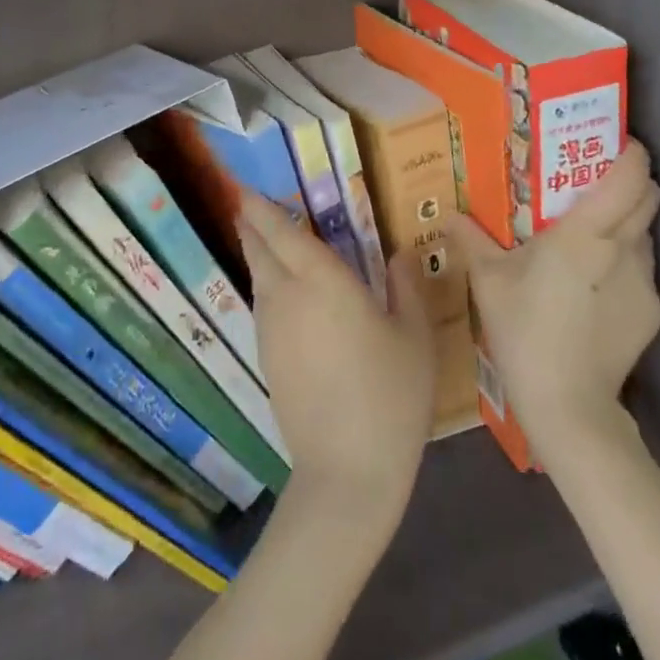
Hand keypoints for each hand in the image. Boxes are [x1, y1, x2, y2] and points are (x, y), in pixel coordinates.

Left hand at [240, 194, 434, 529]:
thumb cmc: (390, 395)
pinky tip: (283, 294)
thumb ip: (406, 286)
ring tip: (269, 242)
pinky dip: (266, 287)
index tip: (245, 187)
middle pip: (261, 252)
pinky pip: (262, 307)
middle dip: (253, 226)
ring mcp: (272, 331)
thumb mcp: (414, 336)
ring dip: (260, 256)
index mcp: (323, 282)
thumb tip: (398, 254)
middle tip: (252, 206)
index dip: (261, 208)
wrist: (347, 471)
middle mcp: (288, 298)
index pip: (283, 233)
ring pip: (258, 280)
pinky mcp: (267, 360)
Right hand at [449, 141, 659, 451]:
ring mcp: (645, 283)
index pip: (630, 175)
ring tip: (590, 241)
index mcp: (588, 232)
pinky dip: (624, 266)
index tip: (613, 142)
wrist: (568, 405)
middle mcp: (626, 249)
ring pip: (645, 235)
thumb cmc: (525, 330)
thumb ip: (470, 239)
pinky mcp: (653, 313)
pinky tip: (594, 291)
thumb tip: (447, 214)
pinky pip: (642, 272)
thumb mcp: (488, 281)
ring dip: (625, 227)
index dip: (629, 152)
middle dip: (631, 183)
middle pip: (649, 197)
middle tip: (595, 185)